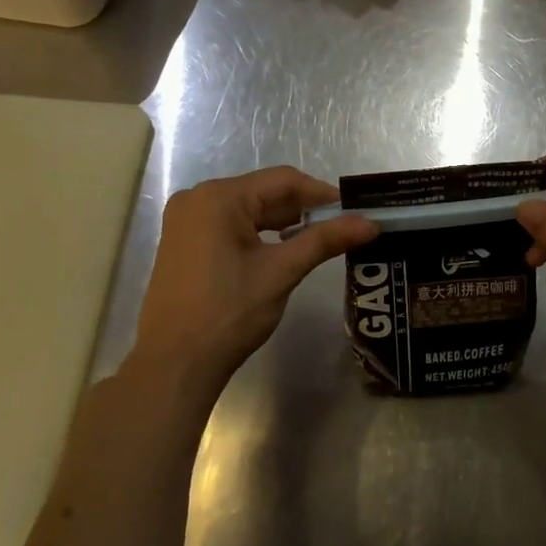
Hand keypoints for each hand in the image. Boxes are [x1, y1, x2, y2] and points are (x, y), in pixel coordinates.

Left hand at [129, 167, 377, 412]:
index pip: (283, 180)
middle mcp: (197, 199)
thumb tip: (371, 223)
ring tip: (319, 241)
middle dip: (304, 209)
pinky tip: (283, 251)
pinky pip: (232, 226)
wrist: (174, 365)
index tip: (355, 211)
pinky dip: (261, 235)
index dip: (322, 193)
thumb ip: (325, 240)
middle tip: (342, 228)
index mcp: (218, 198)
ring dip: (284, 223)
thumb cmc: (228, 312)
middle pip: (264, 193)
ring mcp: (186, 222)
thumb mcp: (281, 272)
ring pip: (249, 210)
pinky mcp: (185, 244)